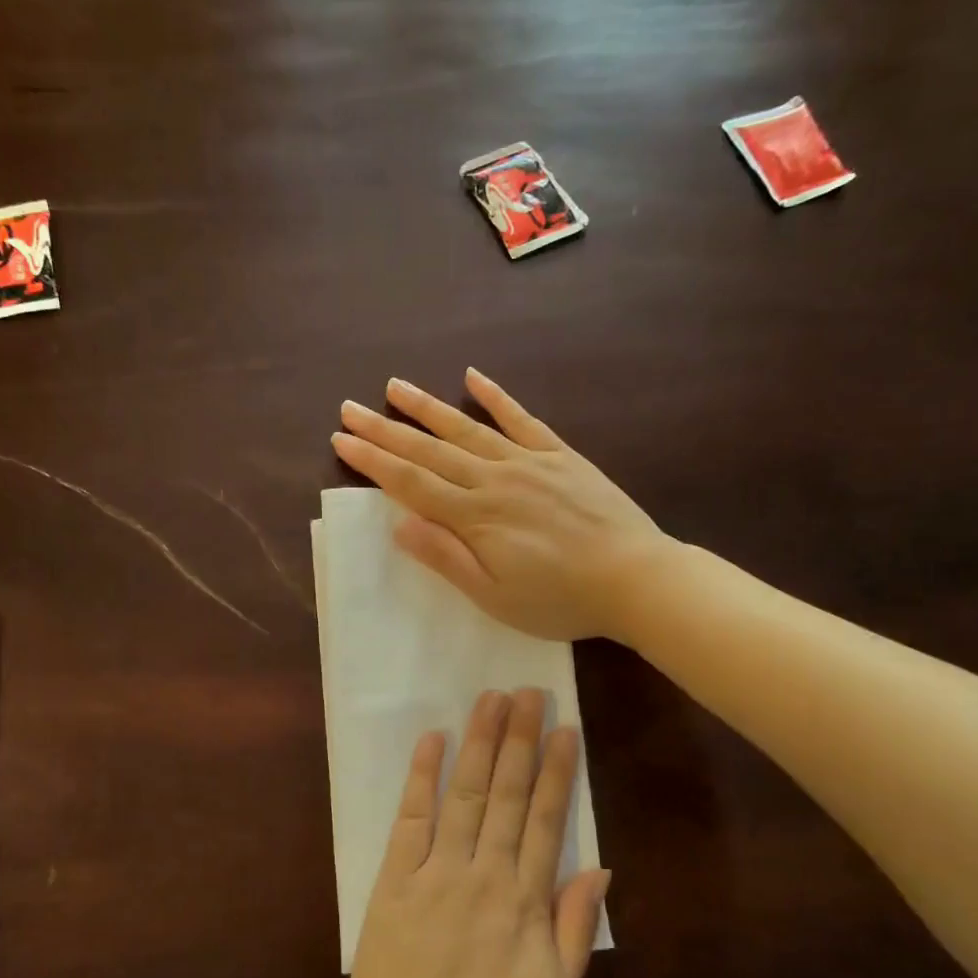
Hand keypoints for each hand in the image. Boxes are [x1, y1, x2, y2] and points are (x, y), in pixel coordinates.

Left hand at [329, 689, 610, 977]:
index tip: (565, 727)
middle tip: (529, 691)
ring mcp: (434, 871)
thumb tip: (601, 868)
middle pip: (507, 793)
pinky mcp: (393, 879)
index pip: (547, 820)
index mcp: (524, 902)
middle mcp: (482, 873)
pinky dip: (421, 776)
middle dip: (520, 739)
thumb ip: (576, 928)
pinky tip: (432, 739)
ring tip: (491, 700)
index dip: (557, 770)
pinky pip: (409, 818)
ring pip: (464, 794)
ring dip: (479, 743)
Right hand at [331, 369, 669, 640]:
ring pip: (467, 428)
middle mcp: (494, 479)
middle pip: (430, 449)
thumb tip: (399, 524)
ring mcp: (529, 462)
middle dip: (385, 429)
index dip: (373, 460)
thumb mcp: (495, 596)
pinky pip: (522, 419)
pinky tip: (473, 377)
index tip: (342, 439)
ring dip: (427, 407)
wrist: (635, 579)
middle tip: (349, 408)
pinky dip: (496, 397)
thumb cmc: (560, 600)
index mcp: (475, 516)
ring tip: (394, 387)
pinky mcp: (561, 456)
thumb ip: (446, 558)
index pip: (410, 482)